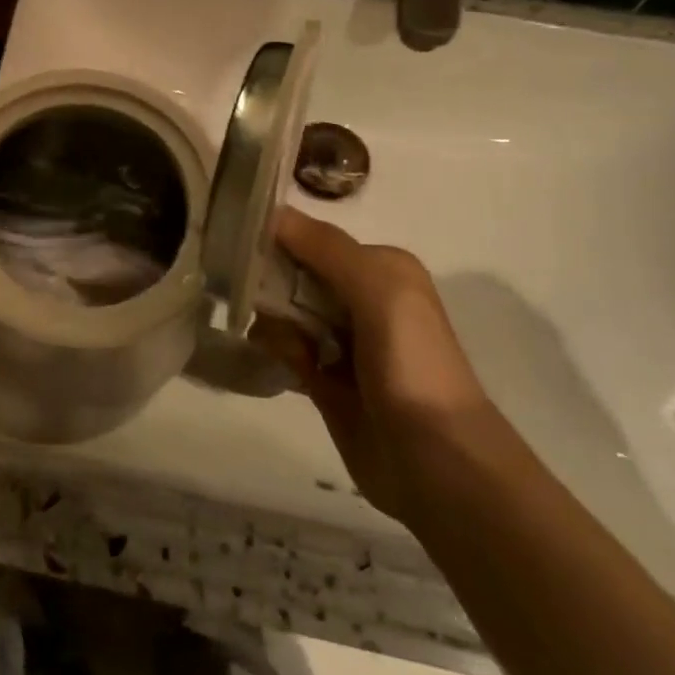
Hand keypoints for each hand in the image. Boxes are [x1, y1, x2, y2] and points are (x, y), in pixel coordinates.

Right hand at [265, 206, 494, 524]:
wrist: (437, 462)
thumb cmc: (411, 363)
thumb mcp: (378, 289)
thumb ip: (324, 247)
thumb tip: (269, 212)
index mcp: (381, 269)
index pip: (312, 239)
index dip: (275, 241)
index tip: (236, 247)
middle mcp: (361, 299)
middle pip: (293, 275)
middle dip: (267, 283)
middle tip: (247, 298)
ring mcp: (342, 342)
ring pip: (284, 313)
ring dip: (270, 321)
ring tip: (280, 343)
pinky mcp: (326, 380)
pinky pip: (285, 350)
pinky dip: (275, 351)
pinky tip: (280, 364)